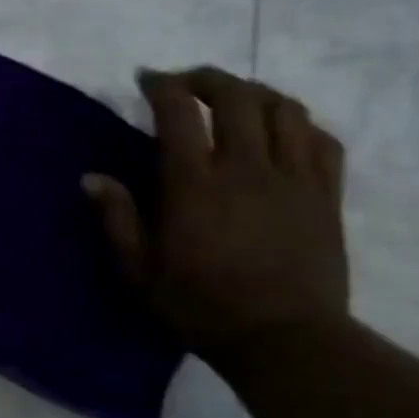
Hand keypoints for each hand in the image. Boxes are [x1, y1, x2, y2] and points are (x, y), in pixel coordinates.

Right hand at [84, 68, 348, 363]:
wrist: (284, 339)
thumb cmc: (199, 305)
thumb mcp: (139, 269)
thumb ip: (117, 218)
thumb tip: (92, 177)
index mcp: (194, 184)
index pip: (179, 112)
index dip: (162, 85)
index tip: (146, 79)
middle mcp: (246, 168)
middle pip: (236, 96)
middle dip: (208, 78)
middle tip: (186, 83)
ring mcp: (294, 178)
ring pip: (284, 110)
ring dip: (255, 93)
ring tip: (235, 100)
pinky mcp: (326, 195)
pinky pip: (322, 140)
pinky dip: (300, 124)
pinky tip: (283, 132)